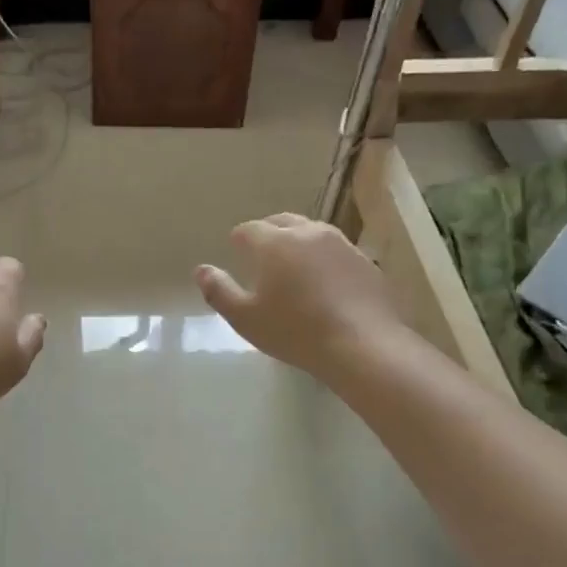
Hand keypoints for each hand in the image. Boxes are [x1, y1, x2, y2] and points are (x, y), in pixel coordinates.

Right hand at [195, 214, 404, 381]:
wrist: (363, 345)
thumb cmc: (295, 332)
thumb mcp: (245, 318)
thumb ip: (219, 291)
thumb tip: (202, 270)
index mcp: (274, 243)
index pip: (248, 230)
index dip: (238, 242)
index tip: (236, 256)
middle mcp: (308, 233)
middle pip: (281, 221)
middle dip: (267, 234)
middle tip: (261, 258)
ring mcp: (341, 244)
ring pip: (311, 232)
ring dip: (297, 243)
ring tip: (293, 268)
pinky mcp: (364, 261)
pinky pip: (336, 250)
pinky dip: (323, 259)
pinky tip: (324, 284)